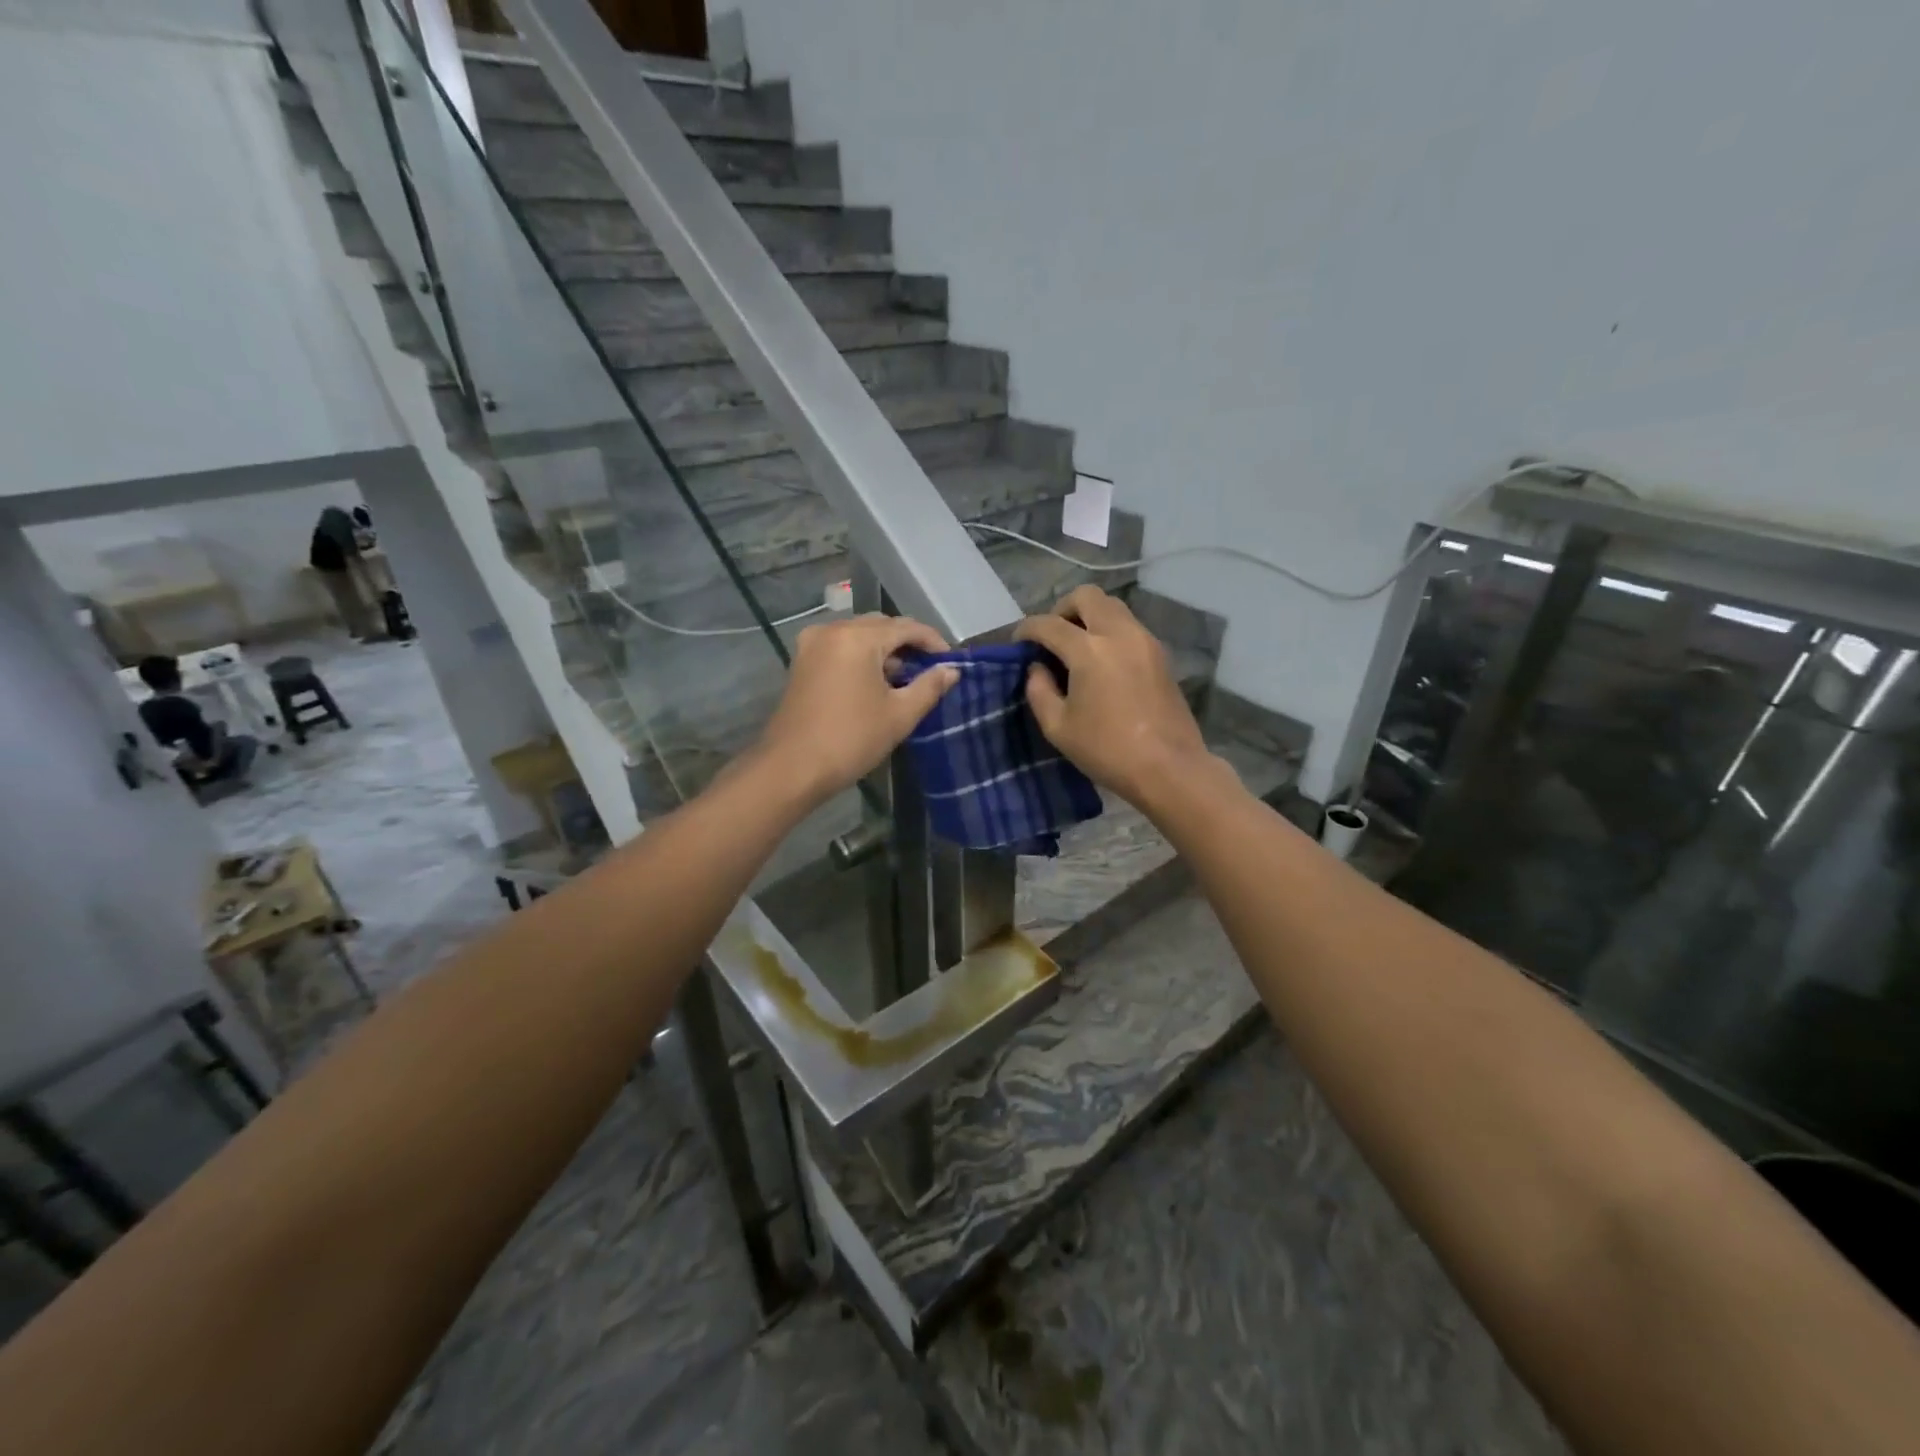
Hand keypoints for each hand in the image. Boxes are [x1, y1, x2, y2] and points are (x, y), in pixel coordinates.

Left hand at [756, 614, 959, 807]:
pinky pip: (840, 646)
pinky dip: (861, 656)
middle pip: (880, 625)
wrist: (792, 768)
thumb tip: (951, 670)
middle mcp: (832, 630)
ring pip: (859, 634)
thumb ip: (929, 687)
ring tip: (903, 678)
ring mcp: (812, 644)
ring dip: (884, 649)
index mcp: (858, 638)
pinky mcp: (802, 661)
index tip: (950, 662)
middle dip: (907, 643)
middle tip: (929, 670)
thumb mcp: (899, 715)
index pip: (906, 627)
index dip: (933, 641)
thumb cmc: (851, 740)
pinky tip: (874, 682)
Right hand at [1015, 585, 1210, 805]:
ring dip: (1089, 617)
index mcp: (1089, 650)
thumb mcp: (1058, 727)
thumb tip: (1038, 669)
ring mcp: (1145, 640)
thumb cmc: (1107, 750)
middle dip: (1062, 609)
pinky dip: (1109, 631)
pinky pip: (1129, 626)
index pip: (1049, 624)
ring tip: (1076, 648)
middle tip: (1052, 637)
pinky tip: (1102, 662)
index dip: (1027, 629)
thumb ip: (1039, 691)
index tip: (1017, 642)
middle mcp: (1119, 633)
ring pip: (1112, 606)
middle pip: (1087, 596)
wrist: (1168, 767)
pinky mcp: (1161, 654)